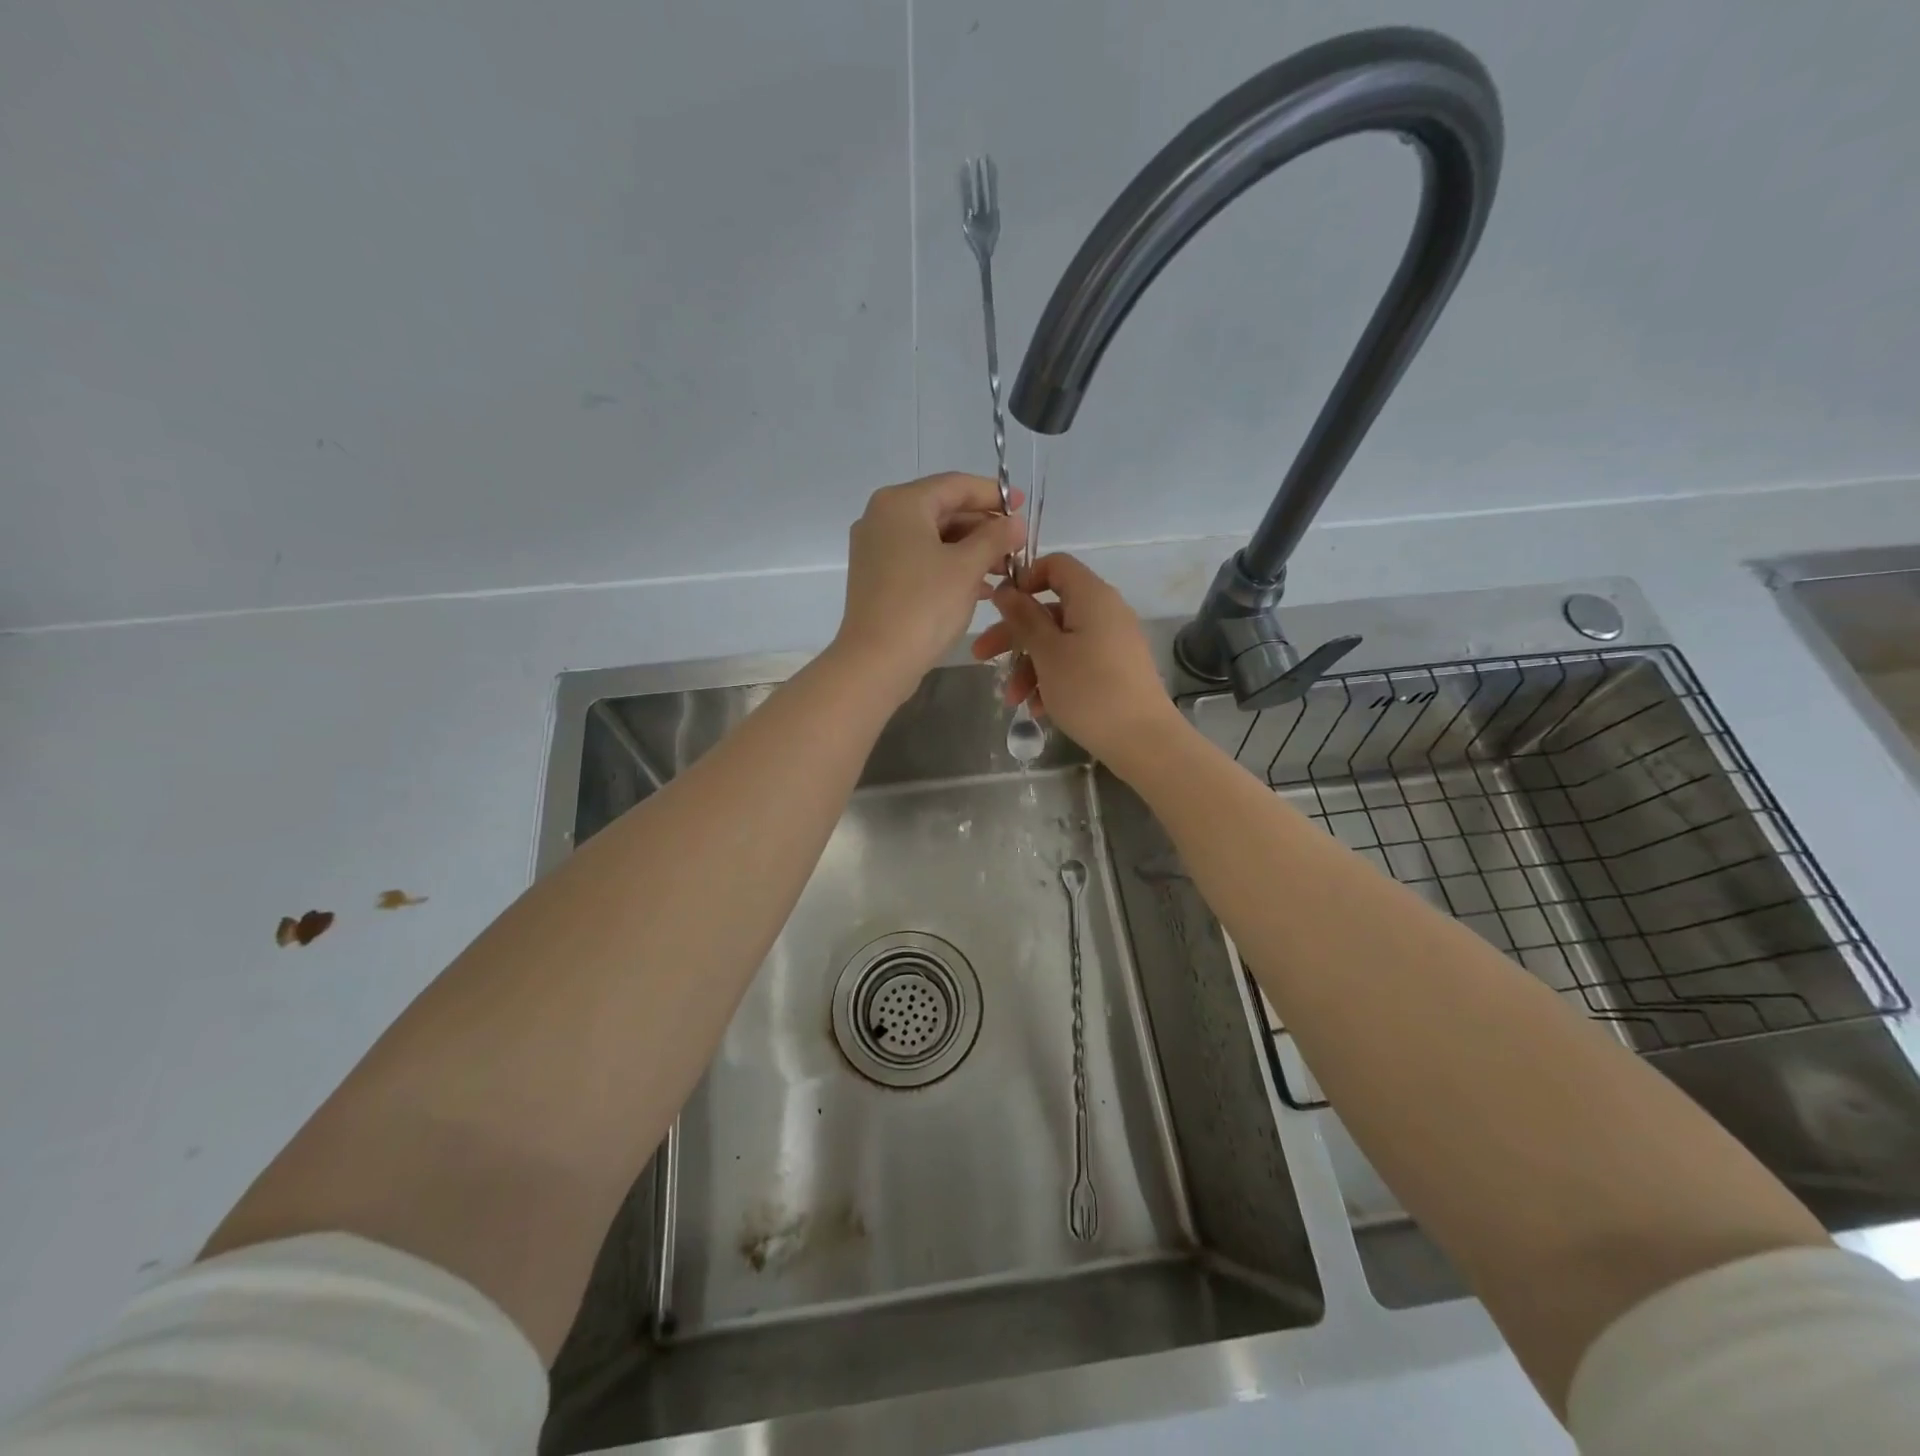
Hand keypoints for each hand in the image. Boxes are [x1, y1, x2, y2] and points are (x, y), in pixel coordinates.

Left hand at [831, 473, 1026, 704]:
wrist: (877, 661)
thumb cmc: (924, 606)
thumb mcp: (967, 567)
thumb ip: (995, 538)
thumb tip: (1015, 523)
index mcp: (901, 503)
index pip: (955, 485)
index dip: (993, 494)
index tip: (1021, 507)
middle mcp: (882, 518)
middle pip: (943, 510)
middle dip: (983, 528)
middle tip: (1017, 546)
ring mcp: (875, 549)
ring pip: (932, 538)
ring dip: (970, 551)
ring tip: (1005, 570)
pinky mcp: (876, 577)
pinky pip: (920, 560)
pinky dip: (949, 568)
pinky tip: (979, 588)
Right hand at [970, 552, 1183, 770]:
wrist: (1143, 740)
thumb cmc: (1089, 689)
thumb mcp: (1047, 653)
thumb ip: (1024, 618)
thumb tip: (1007, 590)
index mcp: (1092, 596)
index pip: (1056, 565)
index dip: (1025, 579)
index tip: (1000, 607)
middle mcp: (1105, 612)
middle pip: (1050, 610)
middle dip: (1014, 635)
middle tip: (981, 656)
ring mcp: (1112, 642)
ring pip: (1060, 642)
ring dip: (1030, 667)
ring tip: (1013, 700)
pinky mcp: (1115, 670)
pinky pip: (1076, 663)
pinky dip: (1053, 680)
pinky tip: (1038, 709)